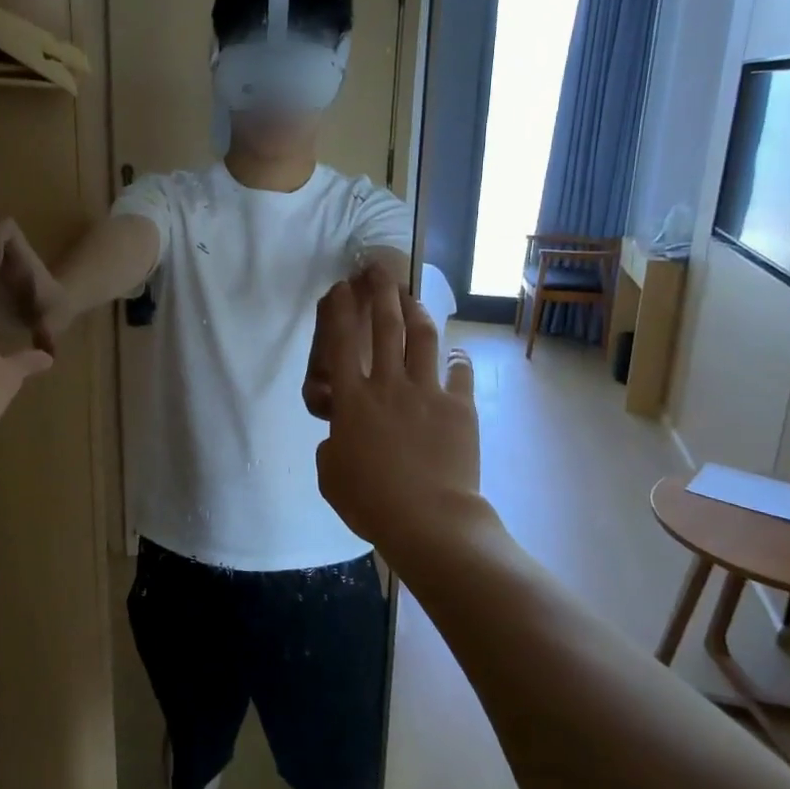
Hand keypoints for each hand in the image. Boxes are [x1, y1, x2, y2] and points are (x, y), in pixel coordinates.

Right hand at [307, 273, 483, 556]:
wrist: (428, 519)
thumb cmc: (369, 500)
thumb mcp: (330, 473)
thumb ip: (332, 446)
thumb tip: (343, 436)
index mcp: (352, 400)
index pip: (341, 343)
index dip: (338, 311)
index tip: (339, 288)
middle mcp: (388, 385)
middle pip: (386, 327)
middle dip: (380, 292)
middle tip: (379, 270)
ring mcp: (427, 392)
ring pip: (423, 339)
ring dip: (417, 312)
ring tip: (413, 297)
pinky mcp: (459, 407)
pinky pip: (460, 373)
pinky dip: (458, 360)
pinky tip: (457, 354)